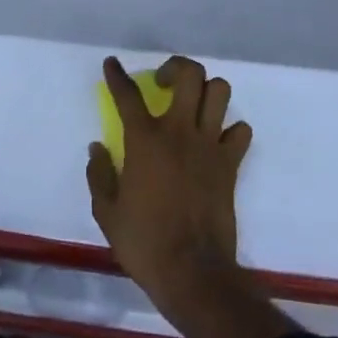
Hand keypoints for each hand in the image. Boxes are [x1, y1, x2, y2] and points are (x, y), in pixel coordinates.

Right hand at [88, 55, 254, 319]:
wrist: (193, 273)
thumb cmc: (145, 243)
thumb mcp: (108, 213)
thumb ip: (99, 175)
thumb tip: (97, 148)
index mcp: (145, 140)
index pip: (128, 94)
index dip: (117, 75)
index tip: (112, 64)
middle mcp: (179, 131)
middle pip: (189, 74)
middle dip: (176, 68)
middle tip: (164, 84)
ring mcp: (209, 144)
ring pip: (219, 91)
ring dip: (207, 91)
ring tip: (194, 106)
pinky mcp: (230, 163)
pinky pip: (240, 131)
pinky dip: (231, 130)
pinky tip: (217, 142)